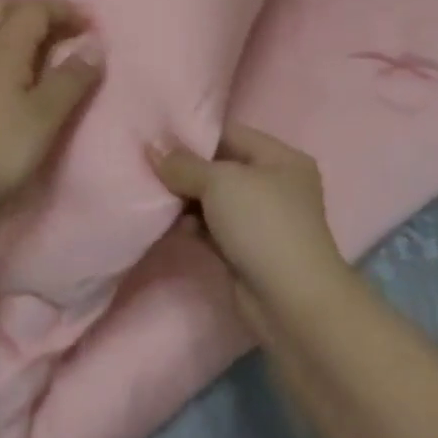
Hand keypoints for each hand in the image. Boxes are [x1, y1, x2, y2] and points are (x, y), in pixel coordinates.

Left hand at [0, 0, 102, 216]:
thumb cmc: (1, 150)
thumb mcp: (47, 116)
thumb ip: (72, 77)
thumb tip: (93, 45)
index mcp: (2, 45)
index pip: (34, 8)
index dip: (63, 10)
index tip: (87, 25)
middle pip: (1, 4)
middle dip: (32, 6)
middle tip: (58, 27)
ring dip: (7, 19)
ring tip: (29, 43)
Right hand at [148, 124, 343, 331]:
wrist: (291, 303)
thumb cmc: (262, 225)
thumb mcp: (219, 182)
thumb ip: (182, 164)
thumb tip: (152, 149)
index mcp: (281, 159)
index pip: (230, 134)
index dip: (193, 134)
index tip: (155, 135)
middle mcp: (274, 185)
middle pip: (219, 167)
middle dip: (184, 168)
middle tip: (146, 165)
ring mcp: (261, 221)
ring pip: (212, 200)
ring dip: (184, 199)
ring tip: (152, 194)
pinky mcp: (246, 251)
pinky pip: (211, 228)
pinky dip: (191, 225)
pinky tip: (167, 223)